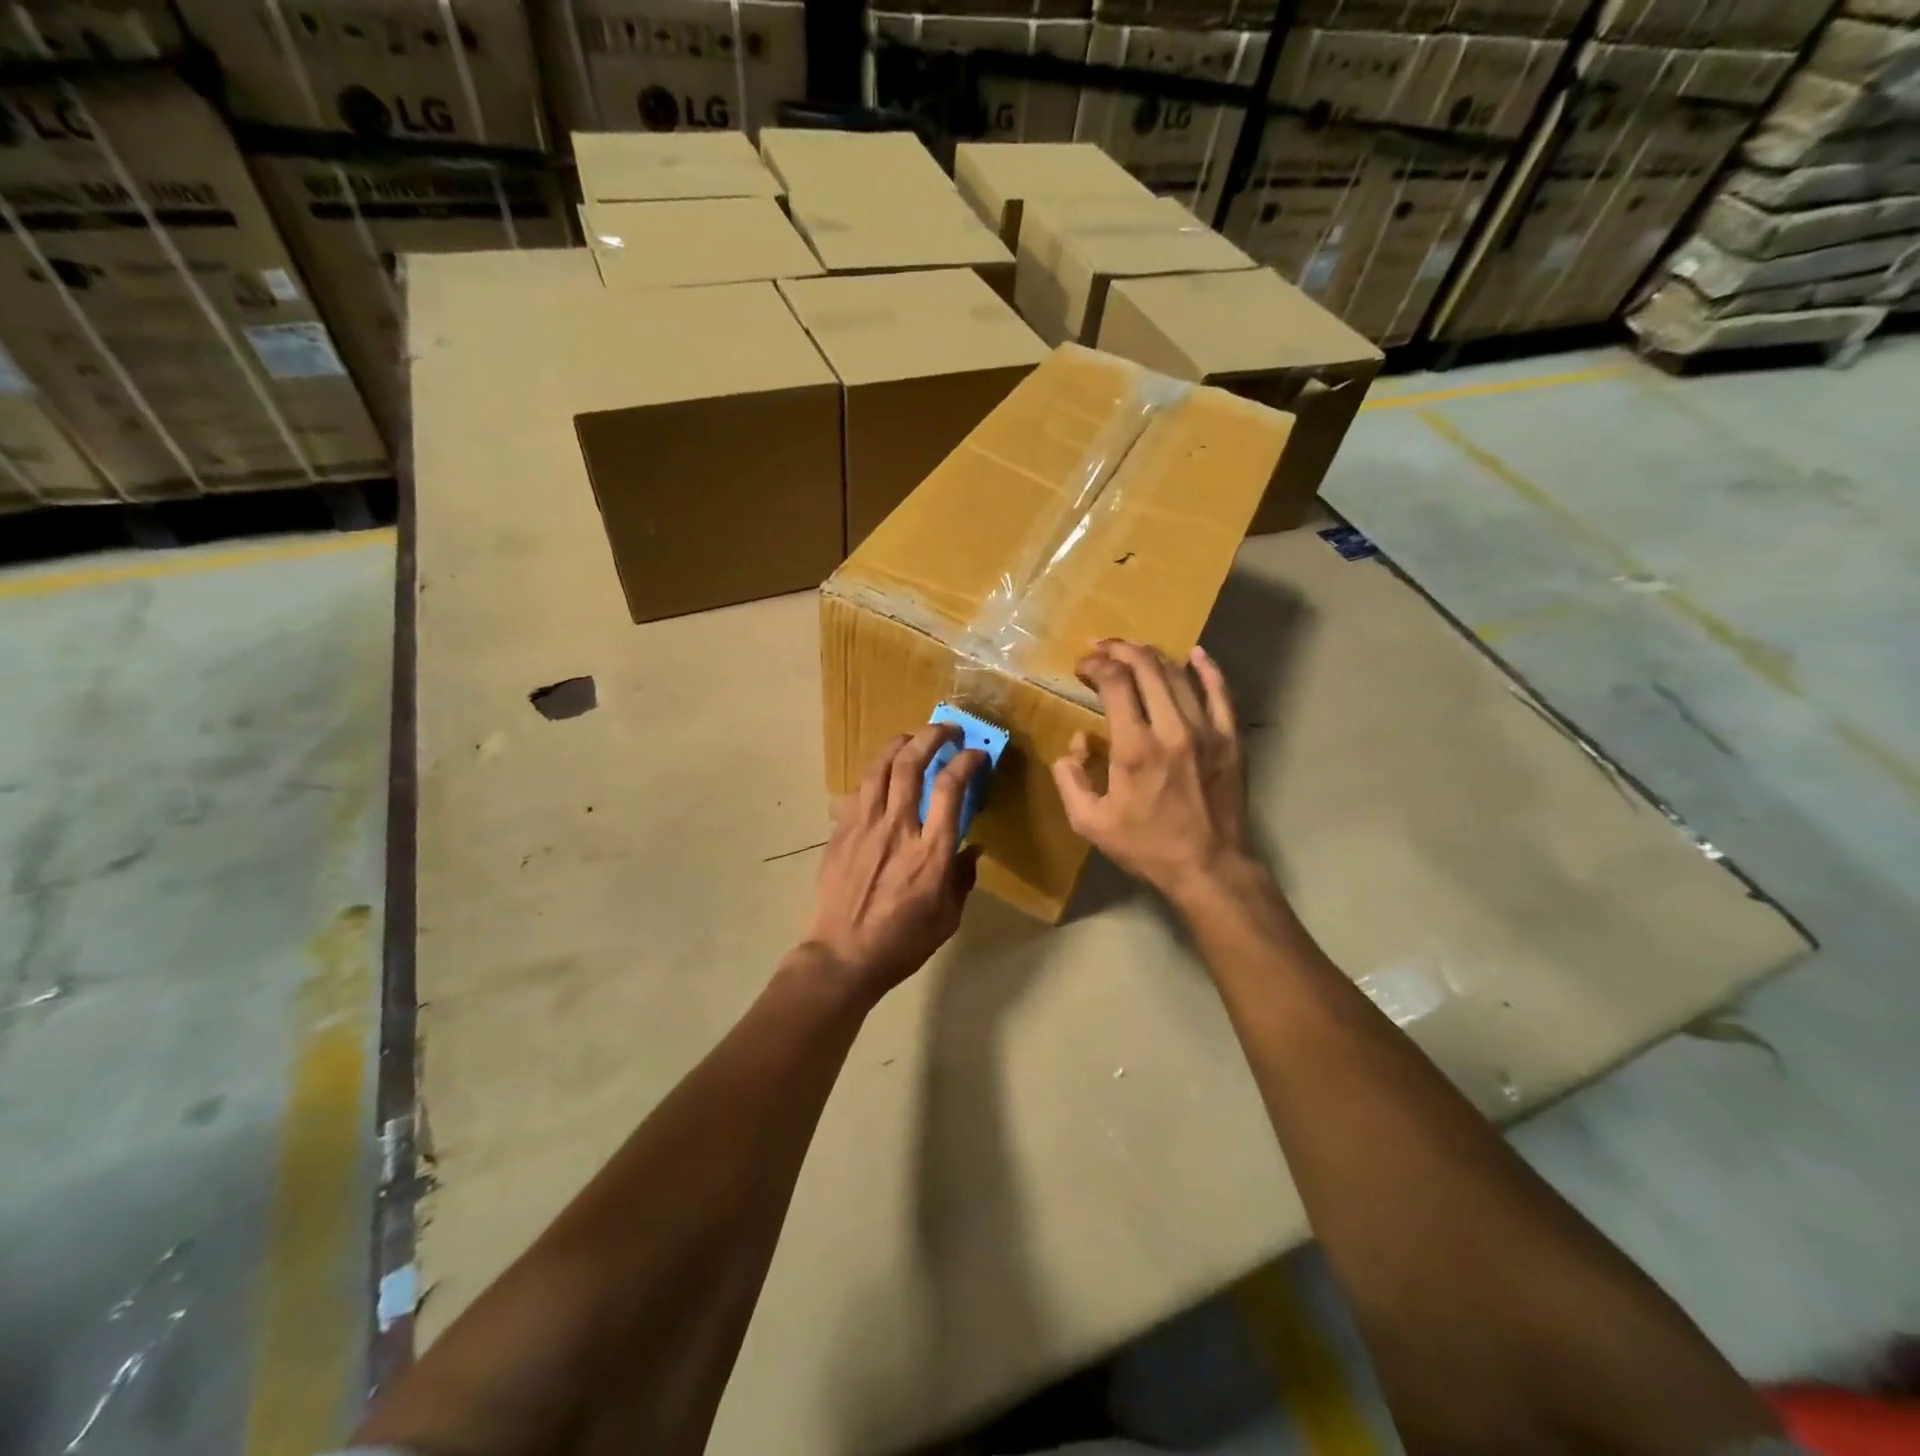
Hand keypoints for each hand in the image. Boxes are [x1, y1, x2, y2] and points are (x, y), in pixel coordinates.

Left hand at [801, 725, 985, 1002]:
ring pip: (880, 767)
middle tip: (948, 731)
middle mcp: (897, 828)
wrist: (842, 957)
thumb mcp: (948, 919)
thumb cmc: (901, 943)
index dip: (966, 762)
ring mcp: (864, 826)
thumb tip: (970, 849)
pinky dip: (876, 772)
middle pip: (912, 764)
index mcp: (930, 852)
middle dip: (933, 737)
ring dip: (900, 743)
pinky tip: (884, 772)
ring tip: (914, 737)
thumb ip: (961, 878)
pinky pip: (859, 789)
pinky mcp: (841, 831)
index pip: (950, 788)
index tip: (977, 755)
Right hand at [1052, 640, 1252, 901]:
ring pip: (1179, 674)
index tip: (1081, 666)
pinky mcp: (1230, 739)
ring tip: (1133, 650)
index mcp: (1135, 747)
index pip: (1114, 683)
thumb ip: (1071, 779)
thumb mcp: (1090, 823)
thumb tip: (1075, 744)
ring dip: (1152, 655)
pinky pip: (1221, 692)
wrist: (1209, 867)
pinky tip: (1195, 654)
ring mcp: (1207, 731)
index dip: (1095, 665)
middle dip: (1119, 649)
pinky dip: (1208, 668)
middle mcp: (1172, 728)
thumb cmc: (1146, 846)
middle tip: (1102, 648)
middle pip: (1147, 667)